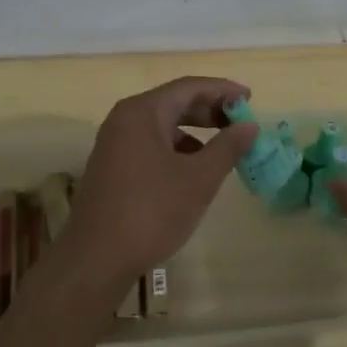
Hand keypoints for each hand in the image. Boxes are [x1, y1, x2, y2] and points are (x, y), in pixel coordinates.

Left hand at [60, 76, 256, 297]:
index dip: (223, 90)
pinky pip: (150, 144)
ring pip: (162, 125)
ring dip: (195, 130)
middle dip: (210, 109)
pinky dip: (176, 148)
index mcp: (143, 112)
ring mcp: (114, 143)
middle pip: (174, 102)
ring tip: (223, 147)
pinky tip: (193, 170)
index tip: (250, 99)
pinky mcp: (112, 167)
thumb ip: (228, 147)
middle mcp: (124, 119)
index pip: (189, 87)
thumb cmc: (151, 212)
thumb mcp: (199, 179)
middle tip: (241, 122)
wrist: (96, 259)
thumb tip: (250, 126)